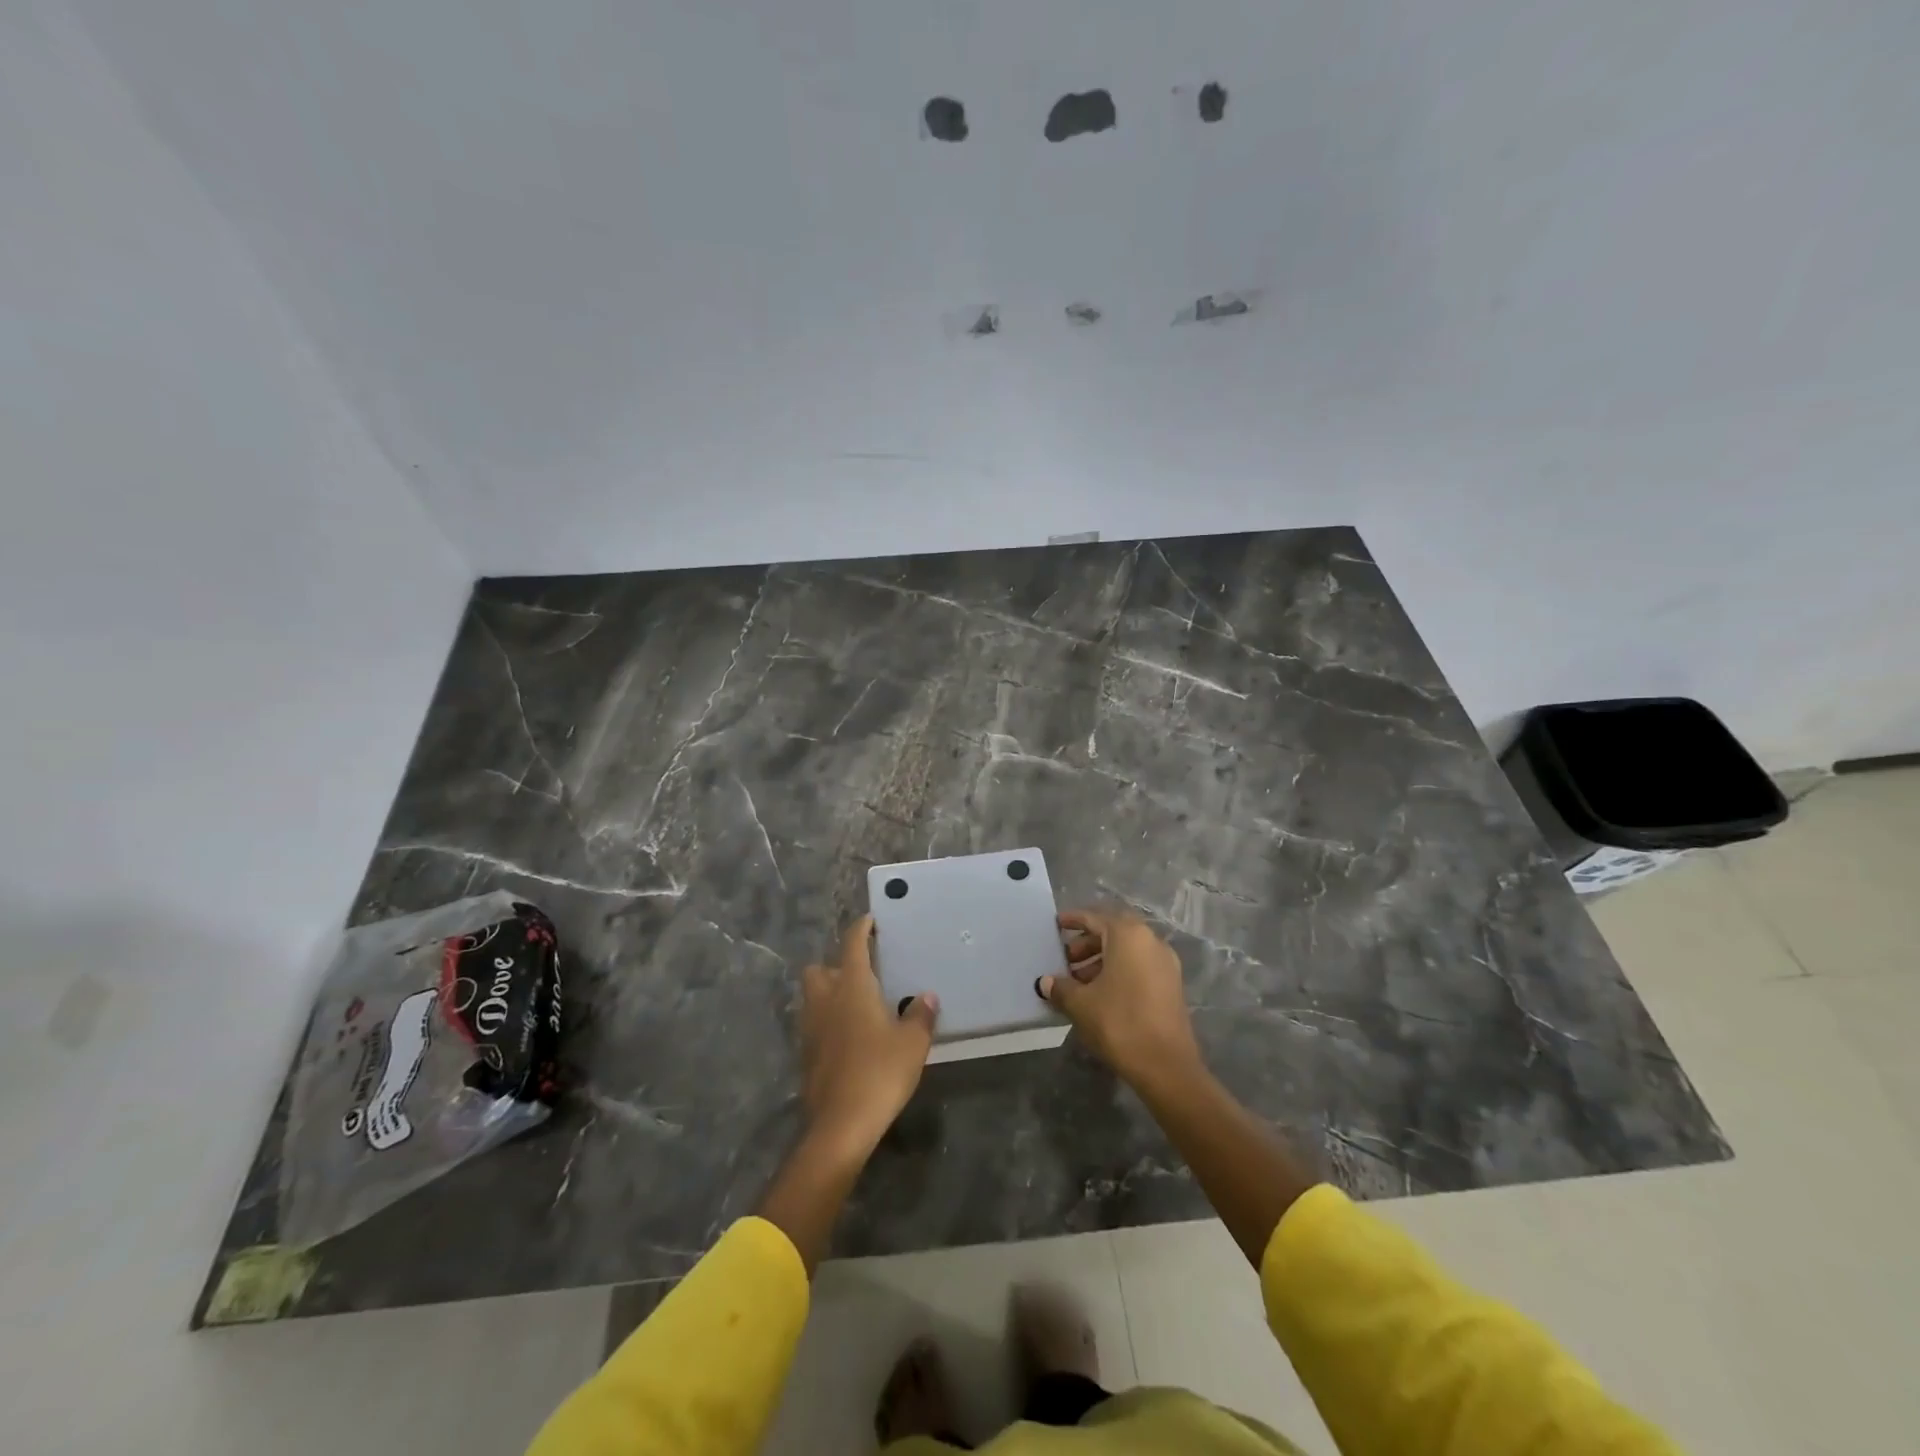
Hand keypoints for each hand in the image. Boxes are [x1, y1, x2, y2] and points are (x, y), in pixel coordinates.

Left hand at [799, 914, 939, 1159]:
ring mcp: (810, 1028)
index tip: (869, 921)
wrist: (840, 1124)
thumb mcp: (912, 1043)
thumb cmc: (879, 1072)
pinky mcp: (805, 1054)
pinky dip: (827, 1021)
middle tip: (860, 972)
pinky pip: (814, 1024)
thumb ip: (920, 1015)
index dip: (860, 929)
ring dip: (828, 993)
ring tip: (855, 1003)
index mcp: (852, 987)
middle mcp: (825, 1000)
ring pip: (813, 997)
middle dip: (834, 964)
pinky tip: (848, 1036)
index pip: (852, 945)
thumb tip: (927, 996)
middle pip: (819, 969)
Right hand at [1039, 908, 1201, 1089]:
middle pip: (1113, 932)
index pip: (1095, 918)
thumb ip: (1061, 987)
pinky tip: (1101, 994)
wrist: (1166, 1066)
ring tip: (1079, 981)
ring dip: (1102, 959)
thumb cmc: (1119, 1023)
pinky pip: (1140, 965)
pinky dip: (1119, 970)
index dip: (1073, 920)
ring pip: (1128, 950)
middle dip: (1087, 942)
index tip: (1056, 925)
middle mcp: (1150, 940)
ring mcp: (1165, 962)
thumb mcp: (1081, 1004)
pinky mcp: (1172, 984)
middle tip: (1066, 959)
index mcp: (1128, 935)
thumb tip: (1046, 982)